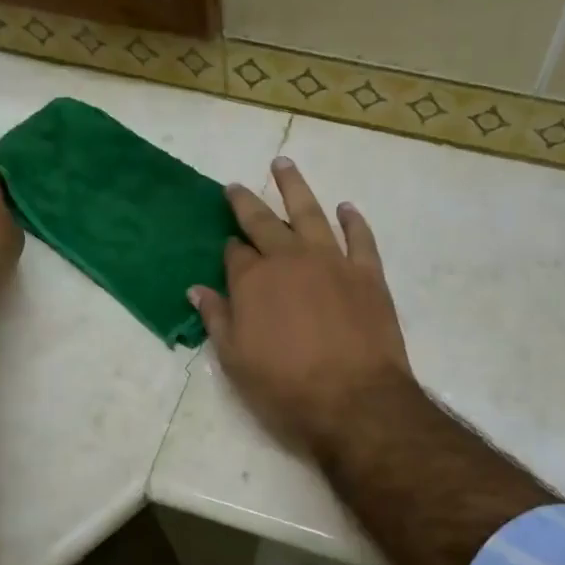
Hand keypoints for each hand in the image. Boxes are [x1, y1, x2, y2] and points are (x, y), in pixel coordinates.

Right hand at [190, 158, 413, 461]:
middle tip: (236, 186)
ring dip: (295, 187)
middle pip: (265, 222)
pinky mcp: (367, 273)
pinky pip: (359, 237)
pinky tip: (345, 207)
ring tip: (284, 164)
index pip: (235, 254)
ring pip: (310, 213)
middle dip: (248, 203)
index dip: (230, 251)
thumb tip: (197, 289)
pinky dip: (352, 220)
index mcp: (254, 280)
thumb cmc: (285, 387)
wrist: (354, 400)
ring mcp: (332, 261)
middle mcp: (290, 259)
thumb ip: (217, 318)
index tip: (228, 250)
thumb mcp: (236, 360)